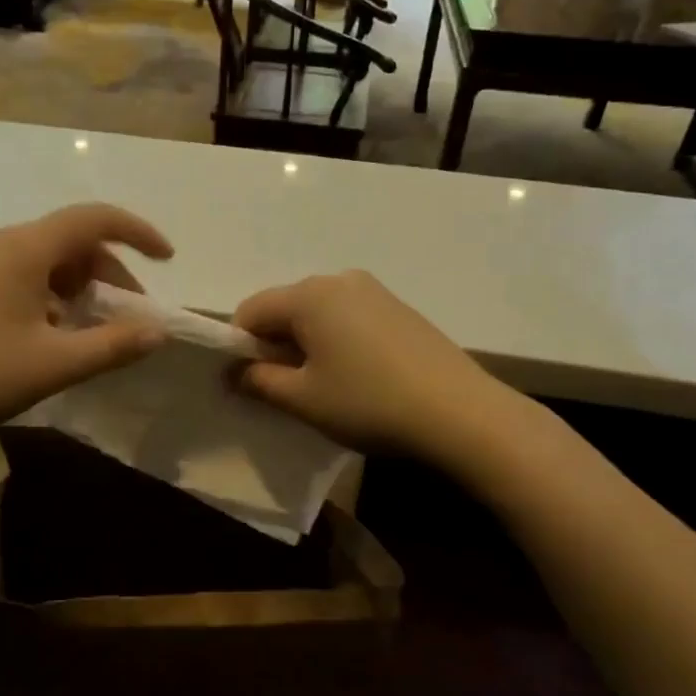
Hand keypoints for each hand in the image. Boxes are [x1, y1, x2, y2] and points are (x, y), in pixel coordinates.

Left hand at [0, 204, 172, 438]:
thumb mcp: (54, 364)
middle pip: (69, 242)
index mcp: (22, 248)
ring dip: (76, 288)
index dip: (137, 232)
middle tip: (127, 318)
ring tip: (86, 333)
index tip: (166, 258)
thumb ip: (113, 345)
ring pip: (42, 260)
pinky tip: (44, 335)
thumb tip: (157, 332)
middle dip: (107, 274)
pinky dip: (46, 295)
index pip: (94, 219)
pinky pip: (16, 273)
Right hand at [234, 270, 506, 459]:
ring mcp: (375, 292)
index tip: (247, 385)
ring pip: (318, 314)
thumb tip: (233, 373)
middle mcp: (339, 280)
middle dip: (273, 346)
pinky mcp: (400, 309)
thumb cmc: (368, 403)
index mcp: (309, 294)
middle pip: (285, 308)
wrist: (461, 414)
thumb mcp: (302, 399)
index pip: (250, 311)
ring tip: (324, 387)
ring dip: (306, 345)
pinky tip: (357, 378)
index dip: (239, 347)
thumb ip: (257, 381)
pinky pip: (349, 319)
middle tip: (285, 391)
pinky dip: (337, 343)